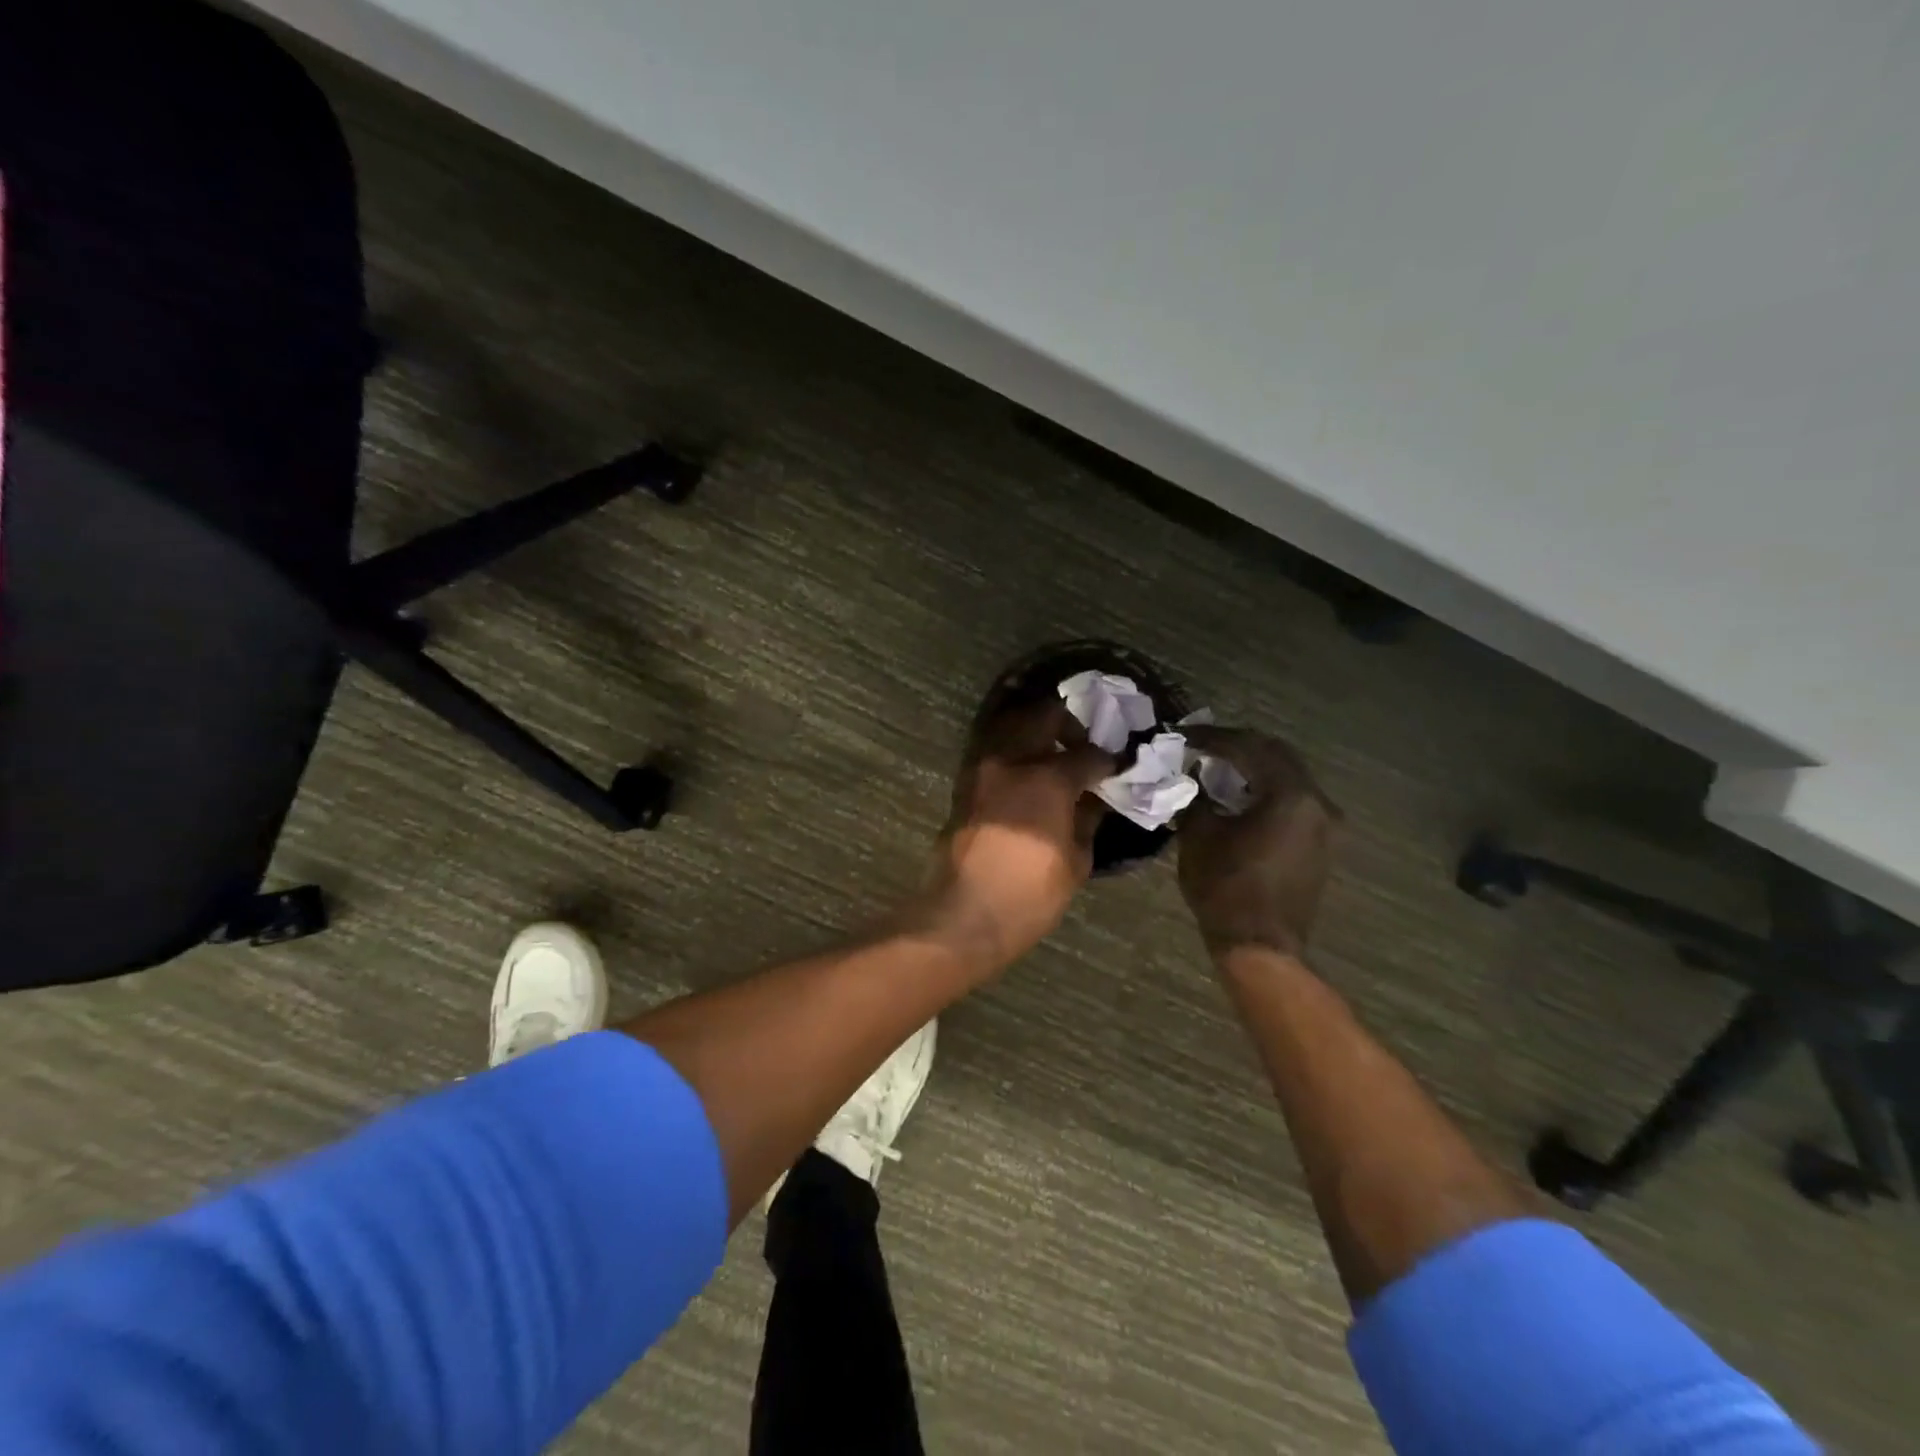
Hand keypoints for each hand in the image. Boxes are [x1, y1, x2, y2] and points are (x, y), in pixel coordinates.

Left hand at [916, 701, 1113, 965]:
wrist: (964, 914)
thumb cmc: (1029, 895)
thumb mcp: (1076, 862)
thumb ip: (1087, 819)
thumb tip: (1094, 798)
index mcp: (1047, 778)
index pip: (1087, 754)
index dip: (1107, 761)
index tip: (1115, 769)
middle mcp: (1012, 759)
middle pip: (1044, 714)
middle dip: (1069, 724)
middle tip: (1081, 746)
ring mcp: (982, 767)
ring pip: (1011, 722)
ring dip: (1035, 728)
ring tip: (1052, 752)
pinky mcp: (964, 782)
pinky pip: (992, 747)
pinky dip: (1012, 747)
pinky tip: (1027, 769)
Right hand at [1176, 727, 1338, 958]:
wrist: (1261, 947)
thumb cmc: (1226, 889)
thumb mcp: (1198, 836)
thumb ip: (1195, 797)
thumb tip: (1191, 778)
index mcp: (1290, 794)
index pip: (1249, 747)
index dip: (1213, 738)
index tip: (1184, 736)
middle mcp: (1317, 802)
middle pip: (1276, 755)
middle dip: (1238, 747)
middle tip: (1203, 747)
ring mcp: (1325, 825)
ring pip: (1288, 777)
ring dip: (1253, 769)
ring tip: (1217, 770)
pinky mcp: (1321, 844)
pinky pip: (1293, 801)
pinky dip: (1266, 791)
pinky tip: (1239, 798)